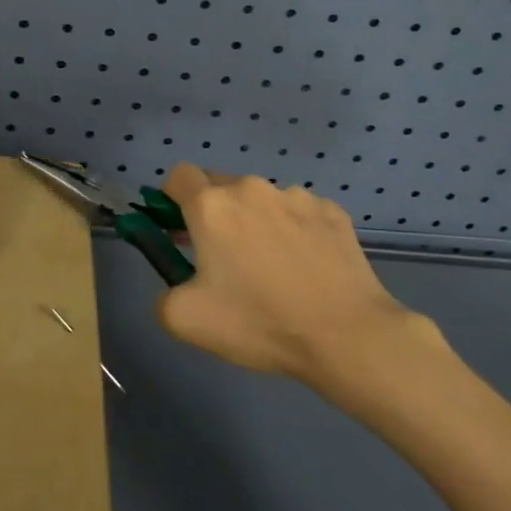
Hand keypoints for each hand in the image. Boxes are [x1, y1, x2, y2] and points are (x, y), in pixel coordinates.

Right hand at [156, 164, 446, 390]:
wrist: (346, 335)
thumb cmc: (259, 322)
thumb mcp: (186, 320)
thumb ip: (163, 294)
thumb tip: (178, 284)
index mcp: (212, 206)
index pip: (179, 176)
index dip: (171, 197)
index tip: (178, 228)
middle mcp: (252, 188)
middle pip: (220, 186)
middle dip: (213, 213)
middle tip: (221, 256)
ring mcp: (296, 196)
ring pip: (260, 200)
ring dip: (255, 222)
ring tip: (272, 269)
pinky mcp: (331, 211)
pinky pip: (298, 213)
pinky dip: (293, 232)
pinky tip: (306, 268)